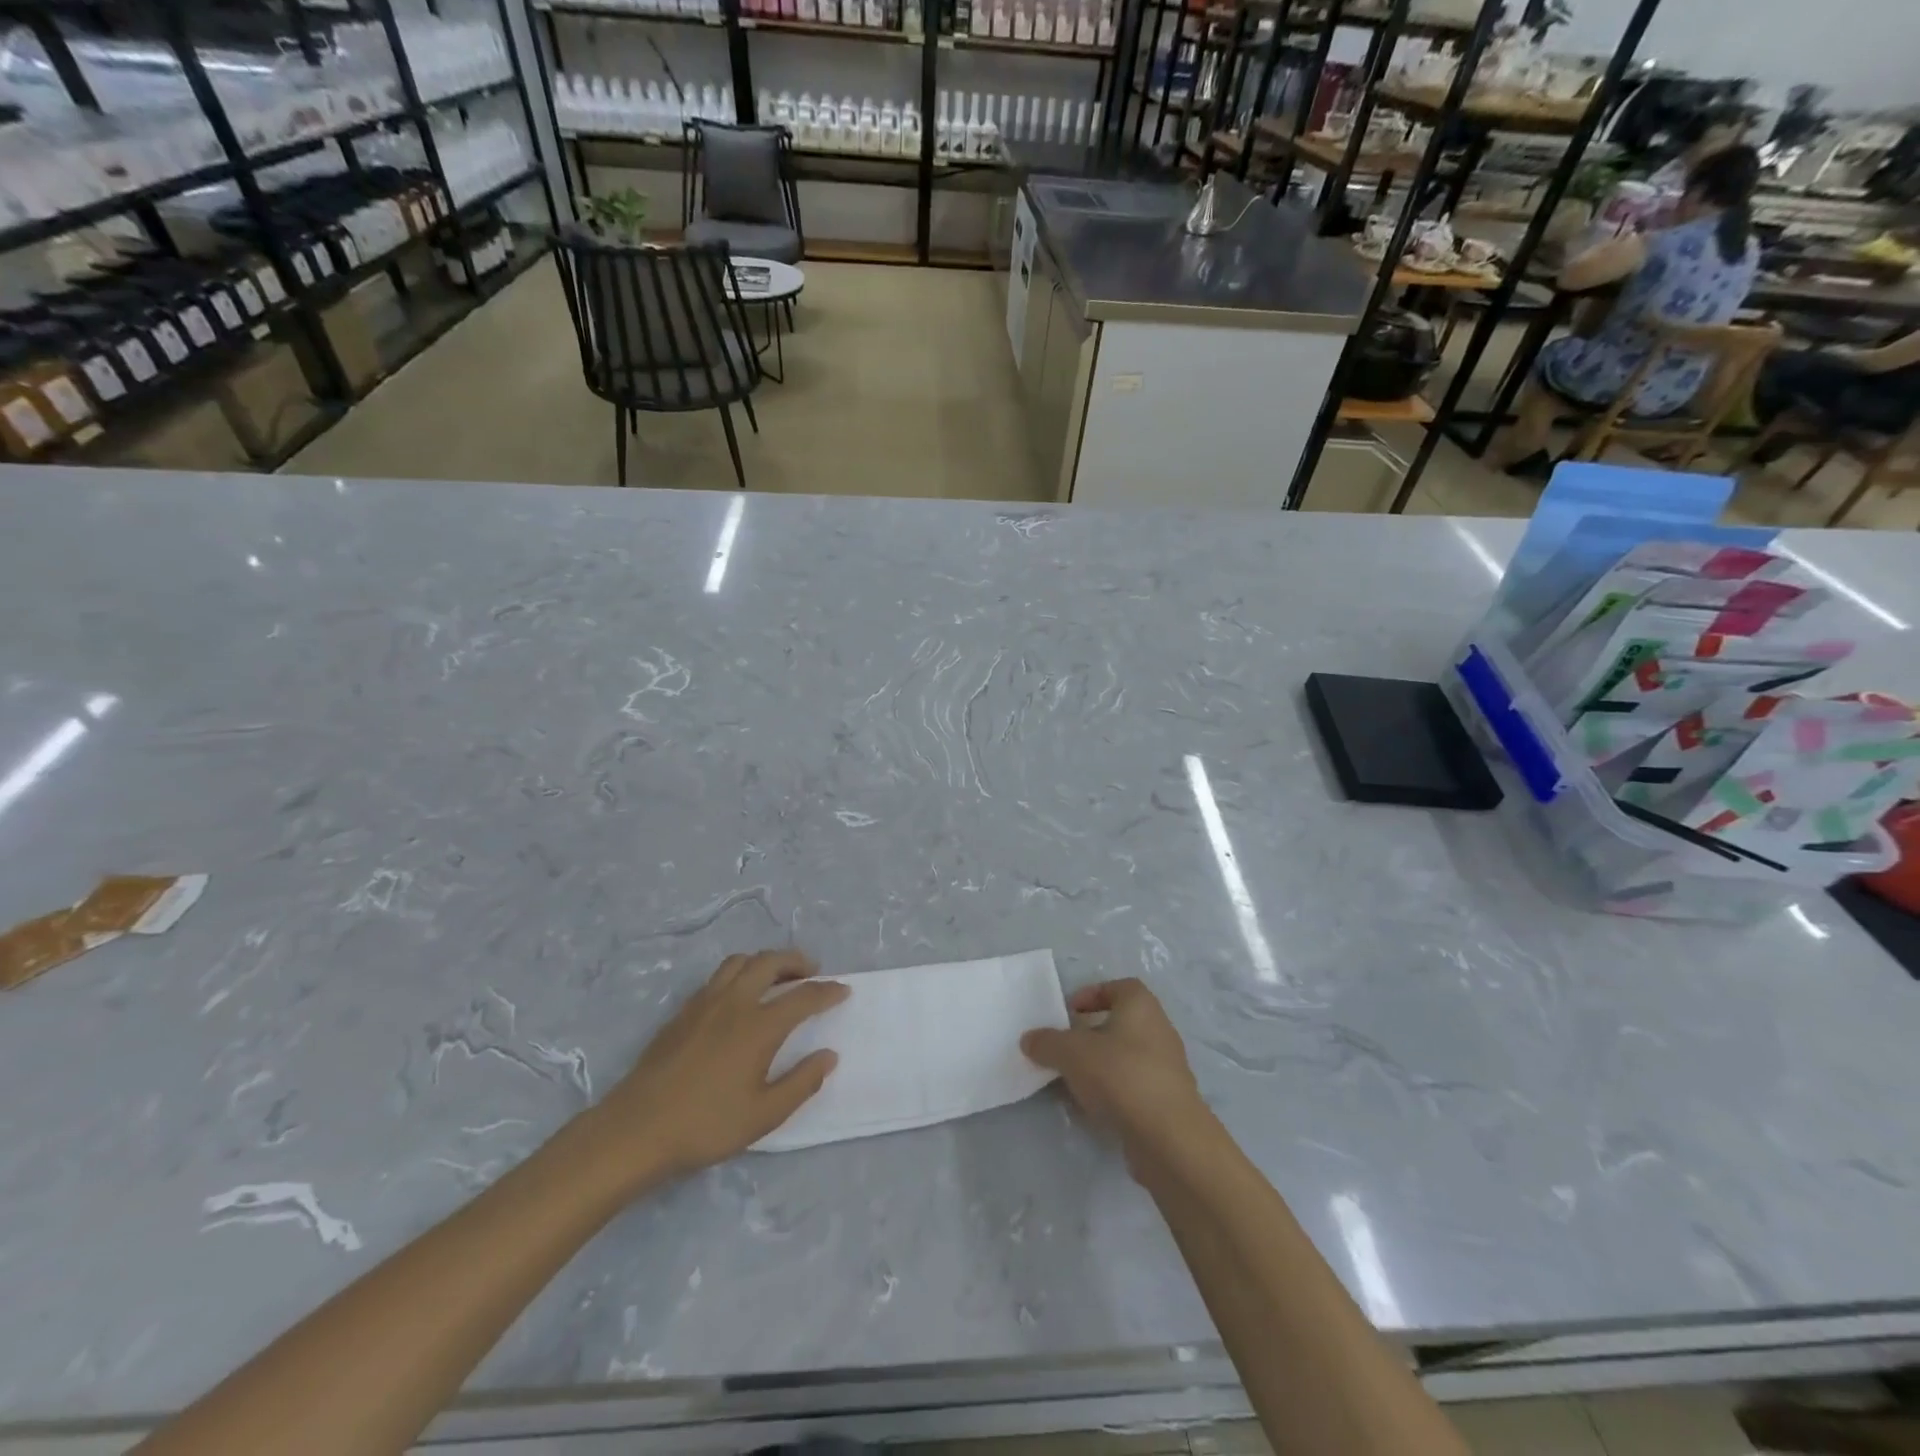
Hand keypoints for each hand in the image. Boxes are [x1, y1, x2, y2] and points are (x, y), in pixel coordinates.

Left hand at [594, 950, 848, 1181]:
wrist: (637, 1129)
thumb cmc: (706, 1124)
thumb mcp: (764, 1115)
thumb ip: (801, 1082)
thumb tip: (829, 1056)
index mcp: (760, 1025)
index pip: (803, 997)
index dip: (827, 991)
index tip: (843, 990)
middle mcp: (735, 1002)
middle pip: (770, 962)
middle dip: (797, 961)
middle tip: (812, 971)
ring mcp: (705, 1002)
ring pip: (741, 962)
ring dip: (765, 961)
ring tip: (777, 976)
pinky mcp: (683, 1011)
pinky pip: (718, 977)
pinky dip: (740, 973)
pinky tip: (739, 996)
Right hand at [1021, 979, 1207, 1157]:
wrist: (1168, 1138)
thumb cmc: (1120, 1075)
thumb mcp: (1071, 1053)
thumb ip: (1047, 1042)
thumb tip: (1029, 1039)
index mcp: (1141, 1006)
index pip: (1118, 987)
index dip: (1093, 994)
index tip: (1070, 1012)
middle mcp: (1159, 1030)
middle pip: (1121, 1023)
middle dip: (1091, 1034)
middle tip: (1066, 1047)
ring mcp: (1167, 1068)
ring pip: (1126, 1057)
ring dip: (1100, 1065)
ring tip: (1073, 1080)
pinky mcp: (1168, 1102)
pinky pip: (1134, 1087)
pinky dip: (1113, 1092)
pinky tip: (1092, 1108)